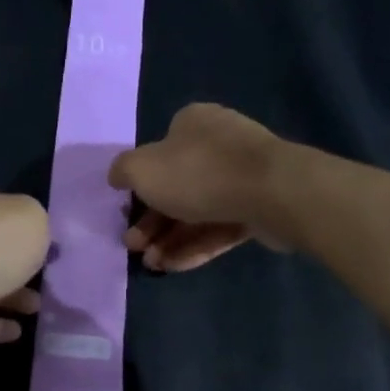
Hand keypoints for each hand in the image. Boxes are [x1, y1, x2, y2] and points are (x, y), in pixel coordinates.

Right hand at [109, 103, 287, 271]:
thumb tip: (117, 177)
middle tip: (134, 245)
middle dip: (152, 221)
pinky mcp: (261, 208)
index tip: (126, 212)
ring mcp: (243, 177)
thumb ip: (123, 171)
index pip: (159, 152)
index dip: (140, 184)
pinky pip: (221, 227)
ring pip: (198, 211)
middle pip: (176, 186)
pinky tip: (174, 266)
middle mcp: (219, 145)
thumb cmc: (198, 172)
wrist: (272, 192)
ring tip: (151, 264)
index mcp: (192, 124)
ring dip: (170, 238)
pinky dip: (196, 246)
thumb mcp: (141, 169)